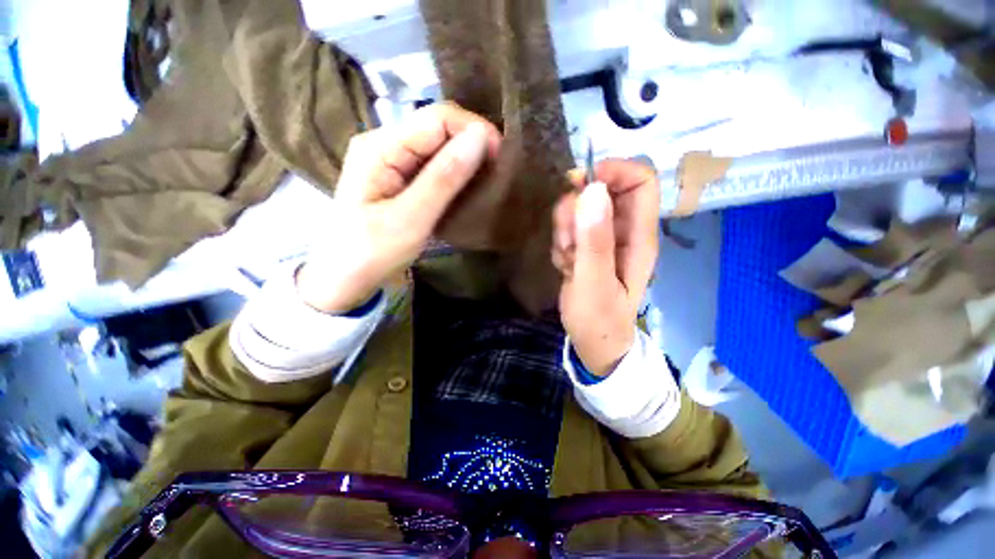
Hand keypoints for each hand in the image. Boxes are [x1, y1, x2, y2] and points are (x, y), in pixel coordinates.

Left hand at [297, 104, 501, 312]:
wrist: (345, 279)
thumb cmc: (371, 253)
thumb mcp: (411, 218)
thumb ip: (444, 178)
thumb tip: (480, 136)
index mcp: (380, 146)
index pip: (437, 118)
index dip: (474, 130)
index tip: (500, 160)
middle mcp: (385, 144)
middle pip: (438, 129)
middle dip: (472, 145)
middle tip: (498, 174)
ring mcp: (391, 161)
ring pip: (439, 147)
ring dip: (466, 160)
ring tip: (488, 181)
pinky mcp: (399, 179)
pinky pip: (433, 166)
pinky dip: (455, 174)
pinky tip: (468, 187)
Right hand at [552, 160, 659, 375]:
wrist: (593, 343)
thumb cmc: (599, 320)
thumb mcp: (594, 282)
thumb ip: (594, 239)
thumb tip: (592, 189)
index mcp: (638, 236)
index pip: (641, 181)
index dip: (613, 172)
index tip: (580, 185)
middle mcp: (625, 232)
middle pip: (603, 192)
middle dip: (576, 209)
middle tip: (567, 240)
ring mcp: (604, 239)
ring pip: (581, 210)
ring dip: (565, 229)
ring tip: (567, 259)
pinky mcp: (588, 247)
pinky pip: (569, 229)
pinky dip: (561, 243)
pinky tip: (565, 266)